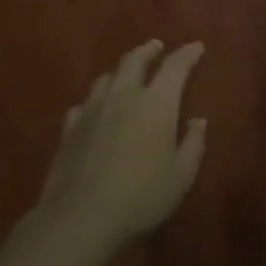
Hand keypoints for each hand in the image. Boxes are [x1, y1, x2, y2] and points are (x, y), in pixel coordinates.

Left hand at [27, 40, 207, 262]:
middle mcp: (123, 98)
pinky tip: (96, 109)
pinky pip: (84, 104)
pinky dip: (96, 100)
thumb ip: (193, 144)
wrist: (79, 219)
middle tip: (157, 46)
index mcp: (157, 104)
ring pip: (106, 78)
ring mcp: (91, 111)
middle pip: (134, 61)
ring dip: (121, 71)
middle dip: (148, 51)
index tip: (197, 47)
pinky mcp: (68, 130)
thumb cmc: (142, 197)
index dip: (187, 54)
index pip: (175, 67)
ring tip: (128, 73)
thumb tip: (197, 122)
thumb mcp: (182, 176)